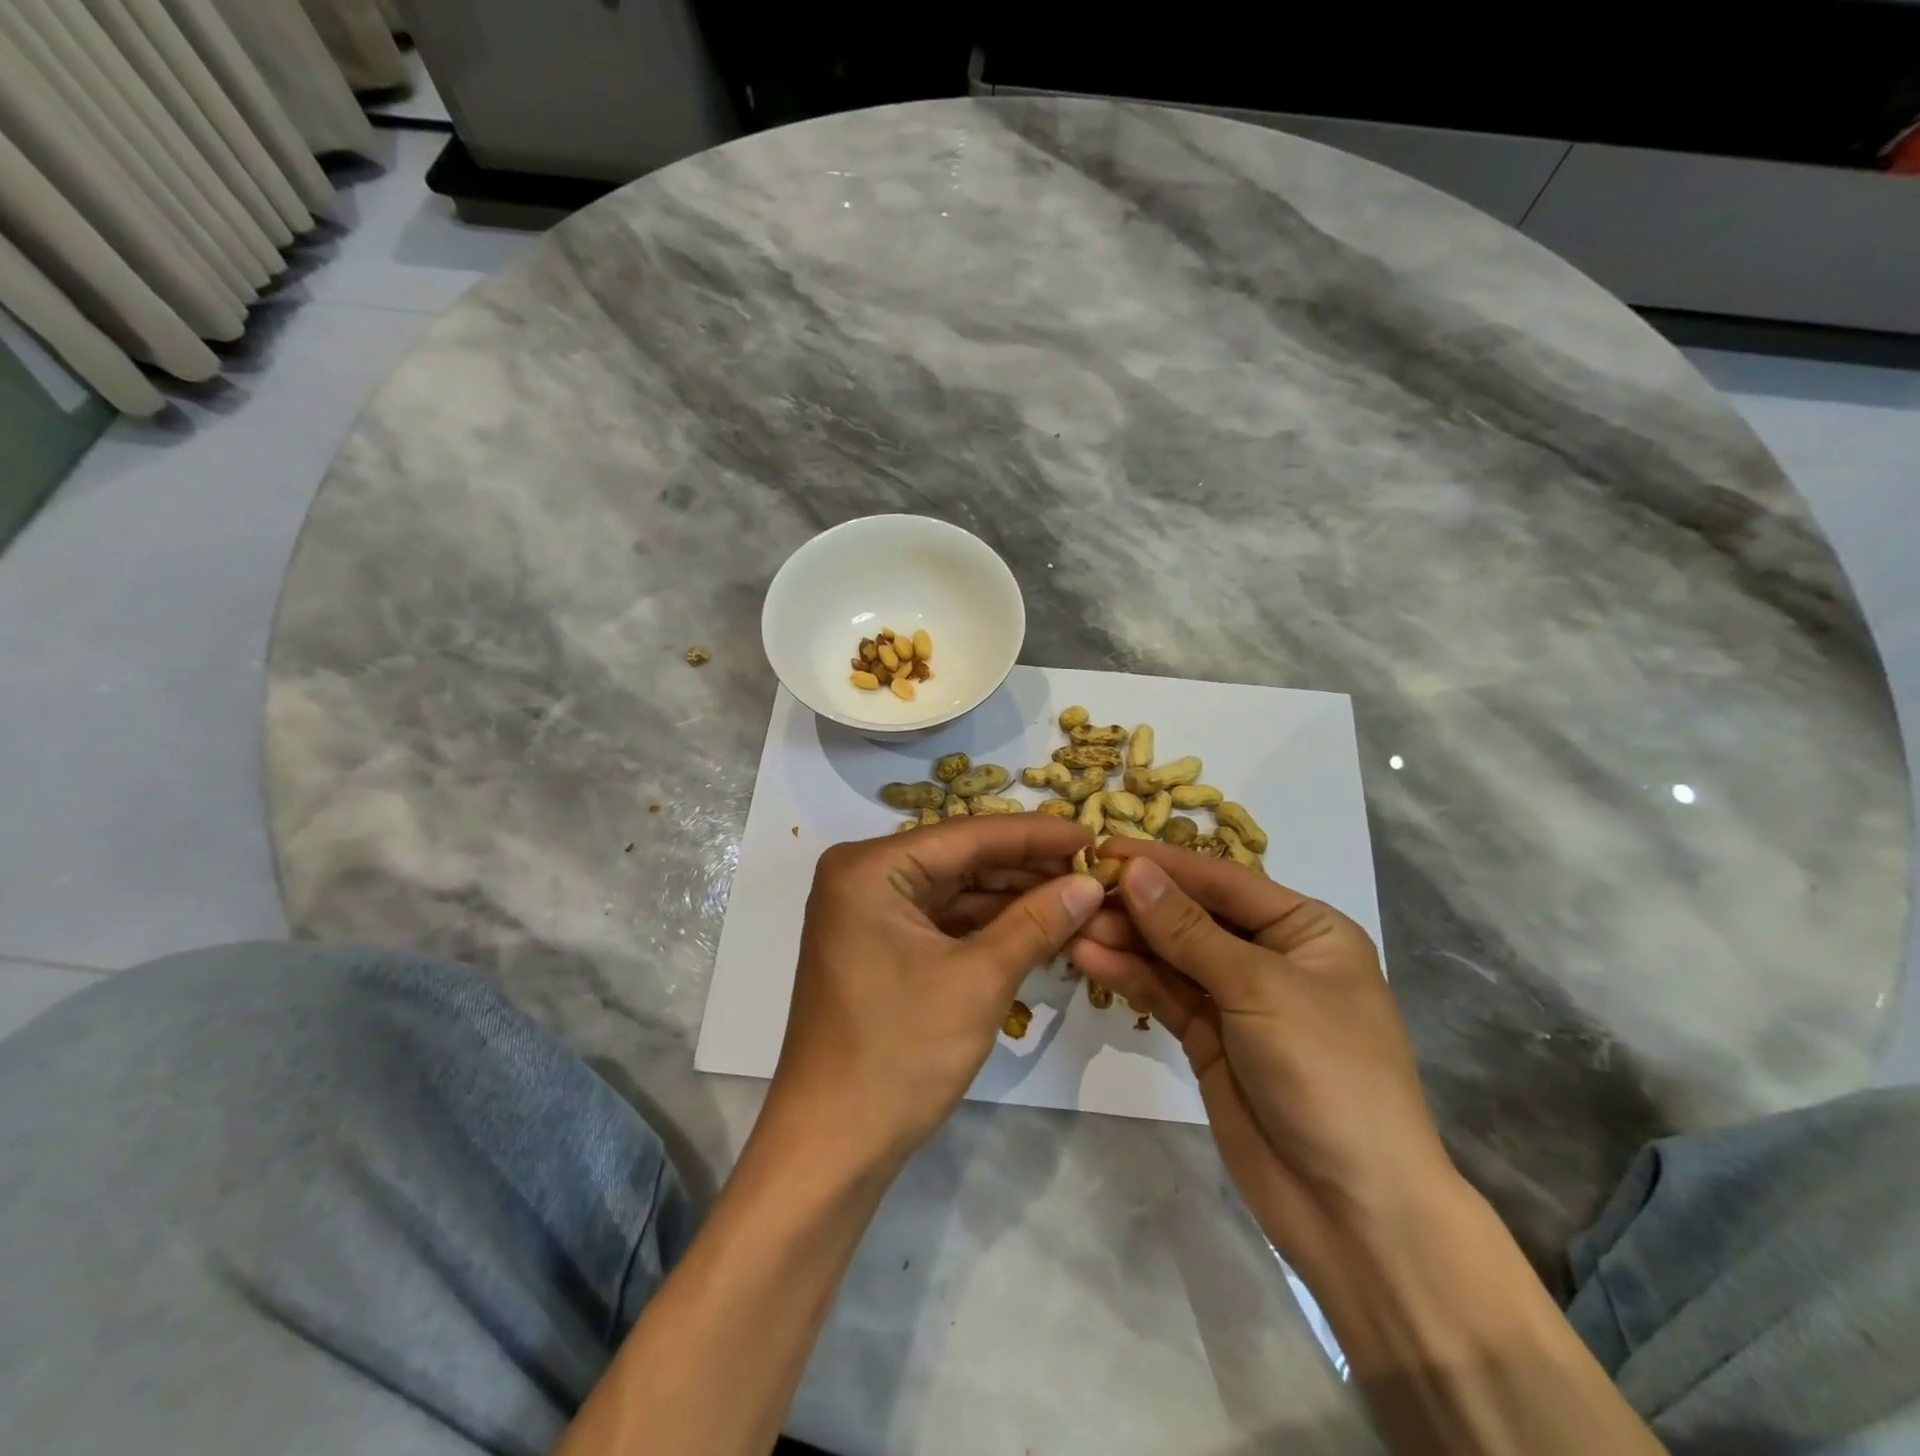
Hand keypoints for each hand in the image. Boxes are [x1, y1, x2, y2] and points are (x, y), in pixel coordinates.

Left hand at [767, 815, 1104, 1169]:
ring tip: (1074, 893)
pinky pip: (939, 918)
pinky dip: (984, 923)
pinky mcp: (875, 944)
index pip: (968, 835)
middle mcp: (861, 875)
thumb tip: (1088, 883)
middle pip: (959, 858)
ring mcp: (865, 911)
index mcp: (870, 867)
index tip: (1093, 832)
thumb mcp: (979, 980)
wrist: (832, 1144)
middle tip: (1090, 868)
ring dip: (1010, 895)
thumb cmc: (901, 1053)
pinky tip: (1035, 923)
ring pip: (952, 889)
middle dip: (1025, 866)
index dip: (1035, 834)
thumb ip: (1036, 922)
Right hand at [1069, 843, 1457, 1276]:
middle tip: (1076, 891)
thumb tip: (1134, 870)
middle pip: (1192, 915)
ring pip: (1171, 955)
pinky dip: (1129, 977)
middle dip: (1138, 904)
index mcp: (1306, 929)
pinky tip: (1089, 960)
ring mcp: (1238, 1000)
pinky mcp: (1209, 1039)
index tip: (1103, 847)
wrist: (1354, 1210)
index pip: (1222, 880)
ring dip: (1125, 940)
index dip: (1163, 863)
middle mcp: (1271, 955)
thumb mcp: (1259, 988)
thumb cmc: (1327, 1072)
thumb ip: (1188, 929)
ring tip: (1071, 926)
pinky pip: (1164, 994)